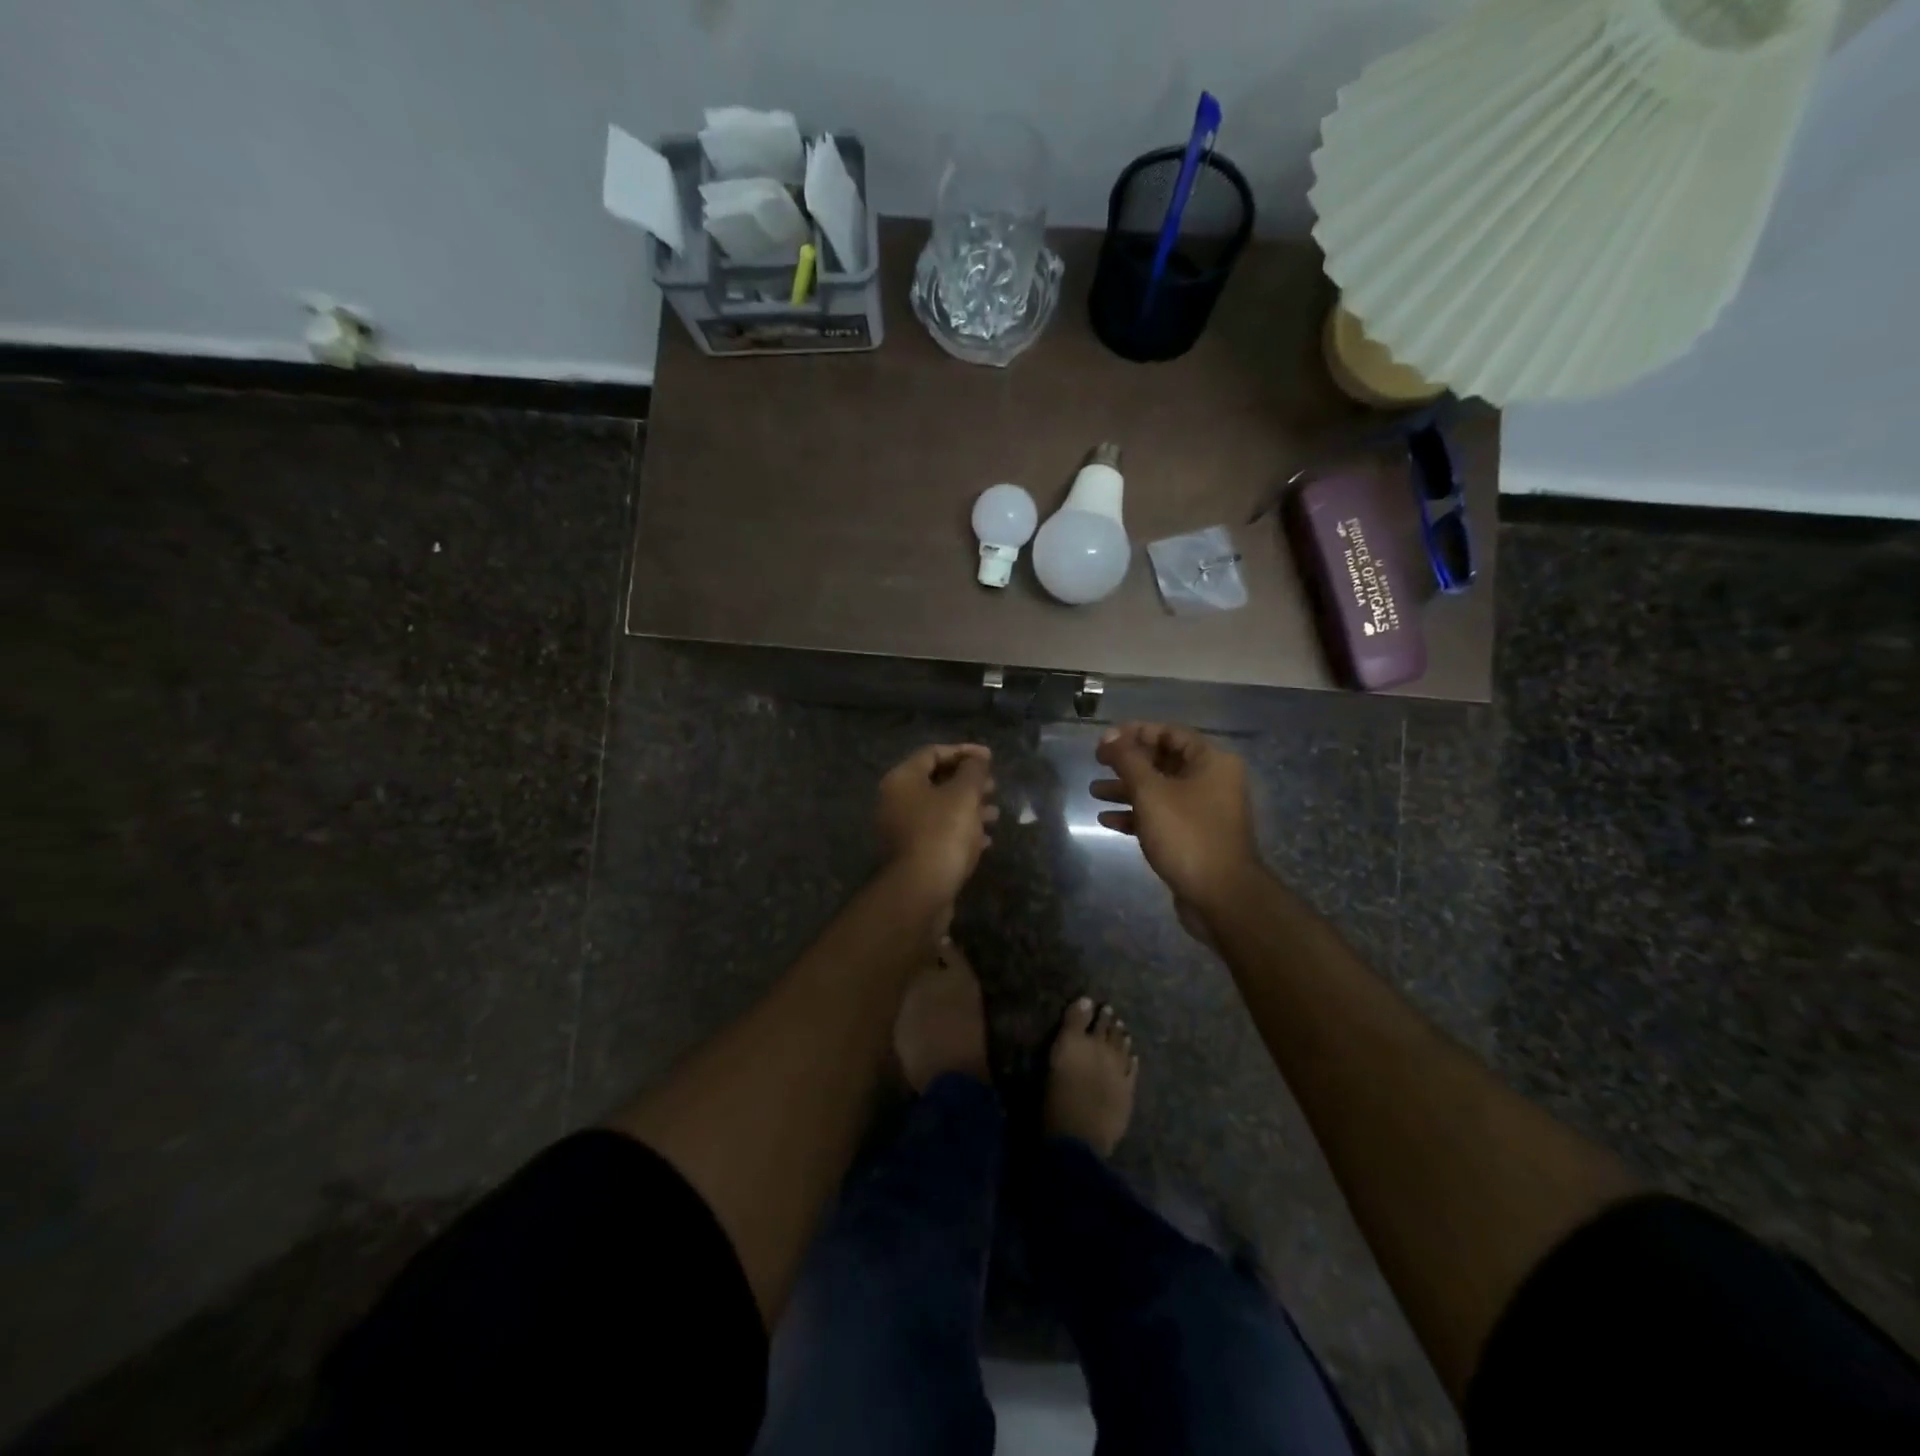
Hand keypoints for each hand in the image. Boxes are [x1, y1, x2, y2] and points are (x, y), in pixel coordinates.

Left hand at [875, 744, 998, 904]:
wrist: (920, 892)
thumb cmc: (942, 833)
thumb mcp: (964, 795)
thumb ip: (973, 770)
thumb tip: (979, 757)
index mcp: (902, 780)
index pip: (933, 752)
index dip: (964, 751)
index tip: (990, 758)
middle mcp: (895, 801)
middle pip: (935, 781)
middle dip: (968, 782)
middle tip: (993, 786)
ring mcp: (901, 830)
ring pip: (939, 809)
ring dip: (968, 808)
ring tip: (995, 814)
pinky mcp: (911, 854)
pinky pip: (938, 833)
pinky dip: (961, 831)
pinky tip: (985, 840)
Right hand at [1092, 722, 1258, 913]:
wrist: (1220, 897)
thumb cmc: (1186, 835)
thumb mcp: (1151, 792)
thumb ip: (1127, 759)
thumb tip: (1109, 735)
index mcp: (1211, 762)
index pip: (1169, 733)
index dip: (1135, 733)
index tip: (1104, 740)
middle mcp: (1212, 781)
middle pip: (1163, 761)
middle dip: (1127, 763)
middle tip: (1097, 763)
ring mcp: (1203, 811)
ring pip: (1159, 790)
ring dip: (1126, 789)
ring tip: (1094, 792)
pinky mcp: (1194, 837)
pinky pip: (1161, 816)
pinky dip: (1136, 815)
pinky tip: (1107, 821)